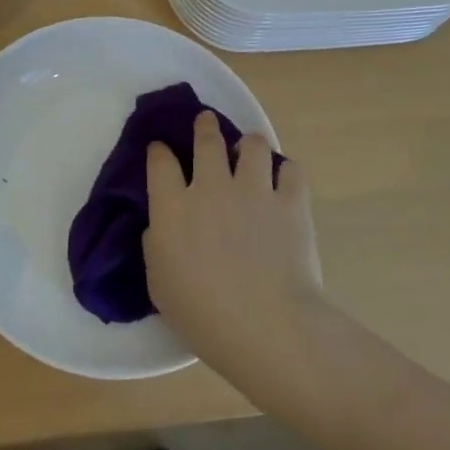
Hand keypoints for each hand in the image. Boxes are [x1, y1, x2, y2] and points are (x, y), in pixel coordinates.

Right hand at [143, 111, 325, 384]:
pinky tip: (284, 181)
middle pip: (207, 140)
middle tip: (206, 122)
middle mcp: (211, 186)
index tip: (160, 150)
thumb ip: (157, 245)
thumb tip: (162, 227)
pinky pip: (291, 170)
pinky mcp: (290, 202)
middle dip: (205, 126)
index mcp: (173, 206)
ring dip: (250, 144)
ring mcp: (253, 191)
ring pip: (253, 145)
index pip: (160, 162)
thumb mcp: (159, 283)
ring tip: (251, 150)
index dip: (159, 151)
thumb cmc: (202, 314)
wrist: (265, 326)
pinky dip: (287, 172)